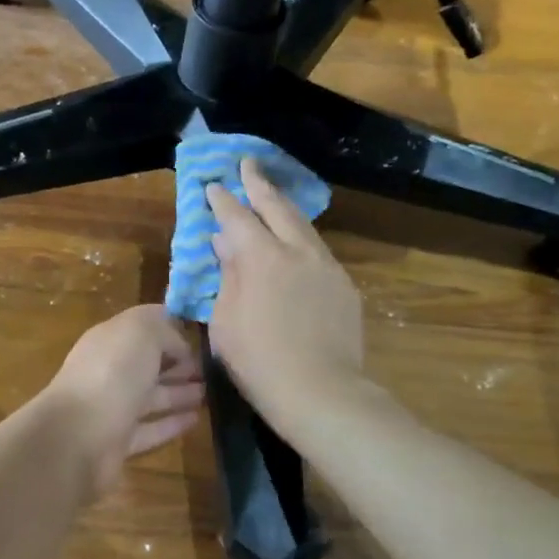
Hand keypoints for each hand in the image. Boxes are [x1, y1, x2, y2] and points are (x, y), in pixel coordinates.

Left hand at [47, 304, 204, 492]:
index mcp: (109, 339)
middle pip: (148, 363)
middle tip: (211, 369)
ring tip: (210, 393)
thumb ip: (163, 330)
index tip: (200, 336)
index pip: (142, 327)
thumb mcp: (141, 332)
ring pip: (151, 396)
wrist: (77, 437)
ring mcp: (112, 407)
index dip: (170, 329)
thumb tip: (179, 346)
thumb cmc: (111, 374)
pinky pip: (151, 428)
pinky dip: (172, 423)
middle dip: (178, 363)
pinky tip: (196, 419)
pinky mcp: (118, 442)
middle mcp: (108, 370)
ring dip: (179, 393)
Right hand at [205, 157, 364, 422]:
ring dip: (284, 206)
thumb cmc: (260, 362)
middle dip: (259, 183)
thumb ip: (227, 276)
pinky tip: (296, 242)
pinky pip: (318, 250)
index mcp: (262, 258)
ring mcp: (326, 266)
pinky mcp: (344, 285)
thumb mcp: (226, 322)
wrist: (323, 393)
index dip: (224, 200)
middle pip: (277, 207)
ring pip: (303, 225)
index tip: (214, 185)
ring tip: (272, 196)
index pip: (238, 217)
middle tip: (248, 164)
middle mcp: (297, 251)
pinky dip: (301, 237)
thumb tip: (225, 243)